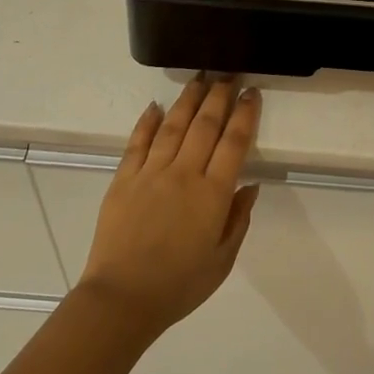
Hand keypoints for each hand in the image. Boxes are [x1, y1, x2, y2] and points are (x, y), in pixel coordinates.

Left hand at [77, 76, 262, 339]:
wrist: (122, 299)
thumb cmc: (179, 285)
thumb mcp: (222, 260)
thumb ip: (238, 220)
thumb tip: (250, 186)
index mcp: (213, 194)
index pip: (234, 142)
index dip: (245, 114)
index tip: (252, 93)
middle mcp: (184, 174)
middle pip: (205, 125)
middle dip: (219, 95)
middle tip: (228, 74)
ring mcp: (151, 173)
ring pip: (174, 126)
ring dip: (188, 99)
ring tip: (199, 78)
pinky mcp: (124, 179)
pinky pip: (137, 143)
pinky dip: (147, 122)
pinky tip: (155, 106)